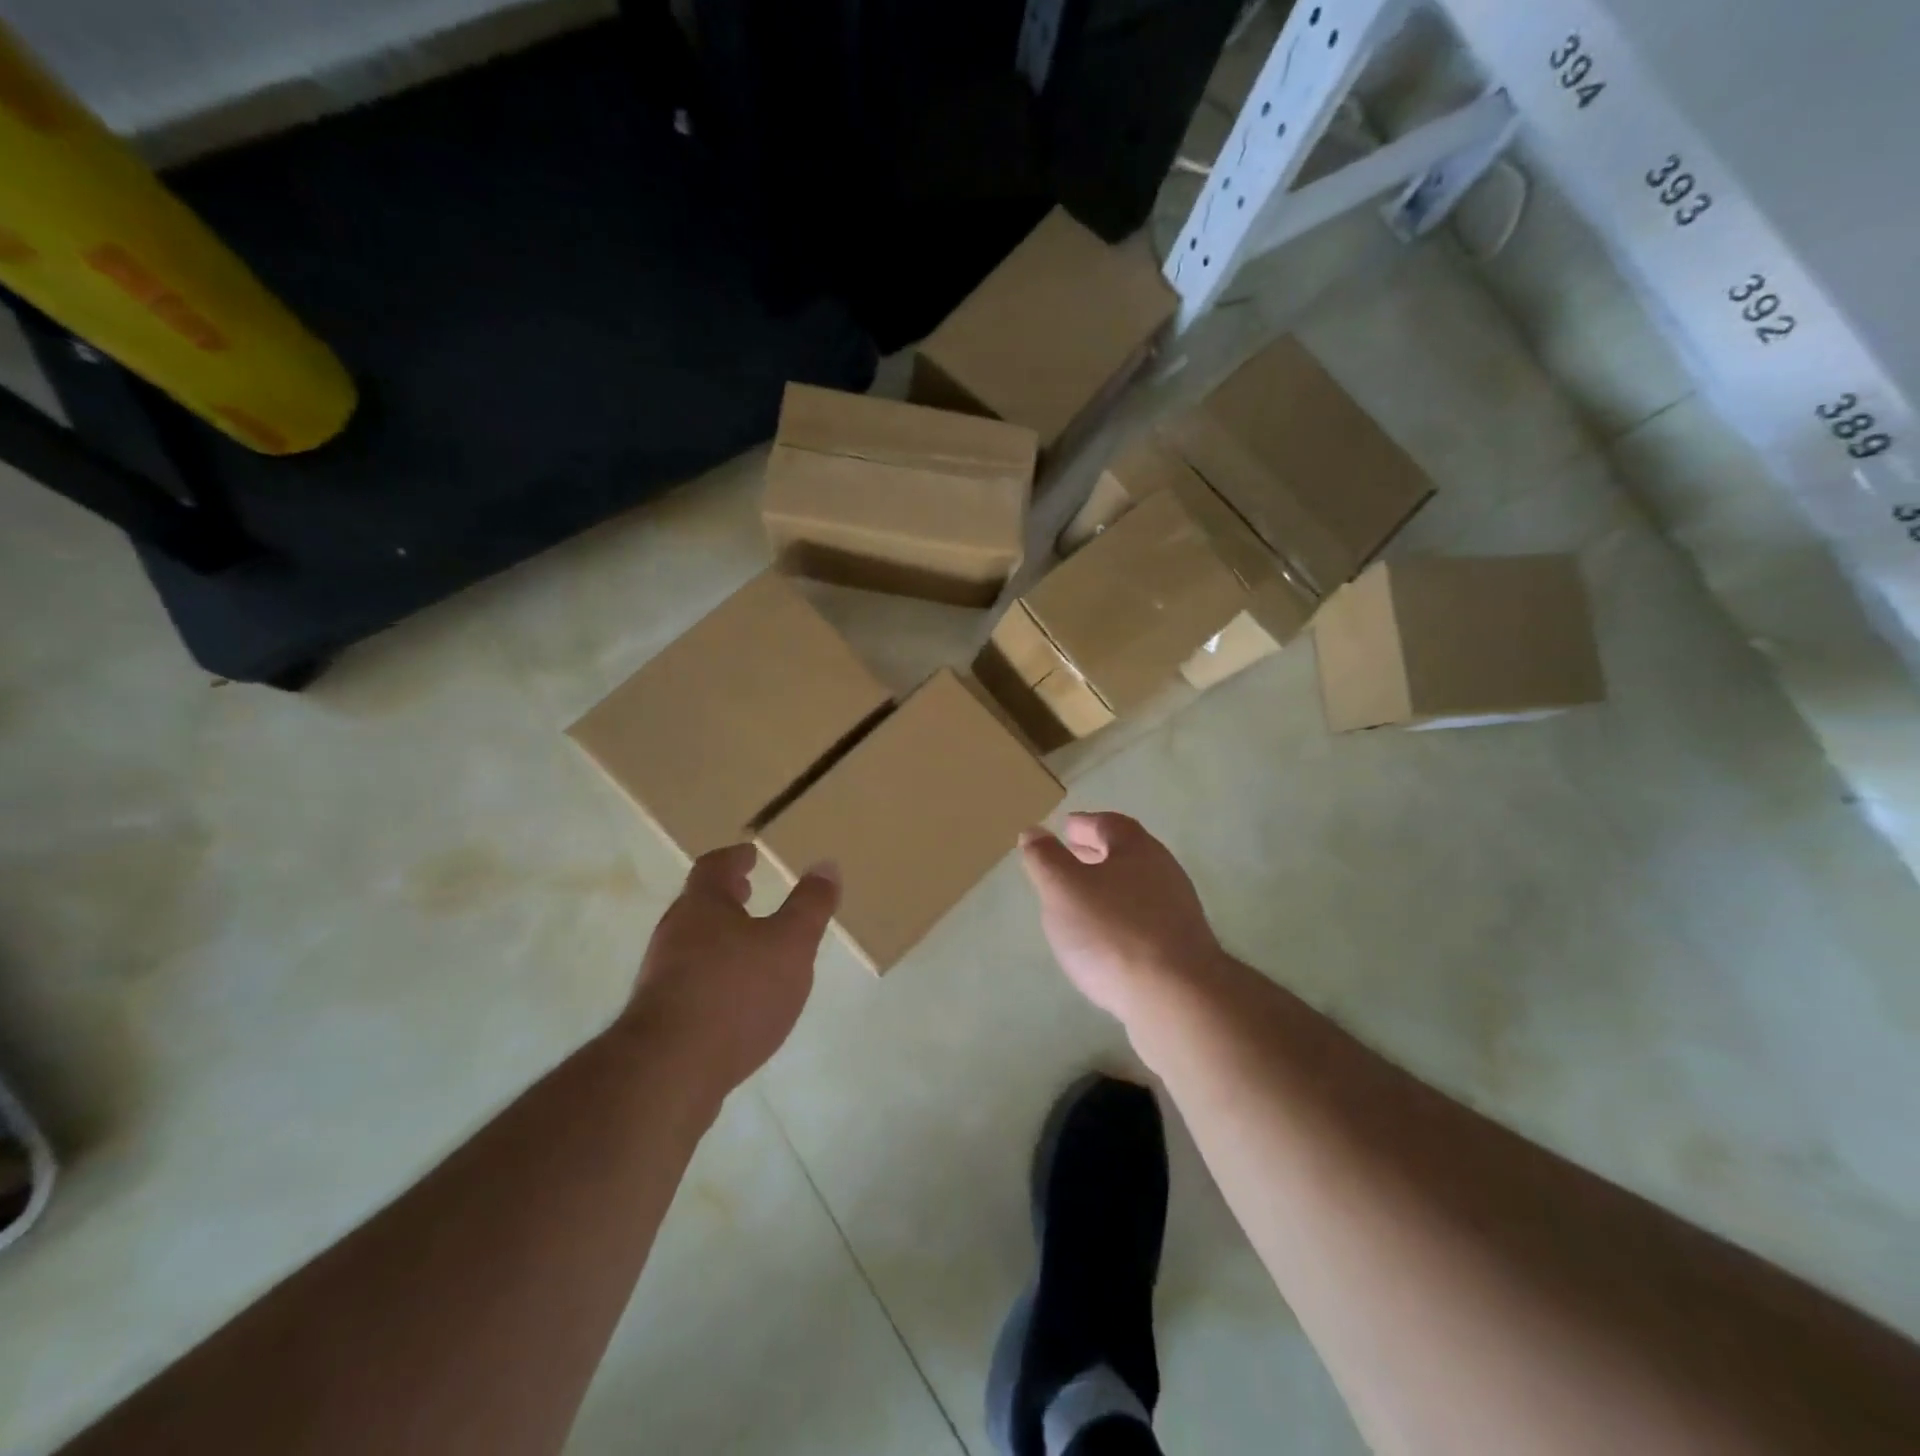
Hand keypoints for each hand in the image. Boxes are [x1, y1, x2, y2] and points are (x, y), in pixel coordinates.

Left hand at [617, 844, 838, 1100]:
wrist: (669, 1071)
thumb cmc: (736, 992)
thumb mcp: (790, 944)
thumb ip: (810, 906)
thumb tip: (826, 865)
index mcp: (702, 907)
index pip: (713, 868)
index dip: (733, 859)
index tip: (749, 854)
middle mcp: (674, 935)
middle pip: (698, 906)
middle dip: (725, 899)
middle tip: (747, 892)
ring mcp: (661, 978)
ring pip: (692, 945)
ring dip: (719, 938)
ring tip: (749, 948)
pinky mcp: (659, 1019)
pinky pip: (690, 983)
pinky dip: (714, 976)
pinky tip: (735, 999)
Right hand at [1020, 812, 1225, 1026]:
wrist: (1177, 997)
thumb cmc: (1112, 931)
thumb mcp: (1063, 889)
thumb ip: (1046, 859)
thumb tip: (1034, 831)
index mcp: (1137, 849)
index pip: (1109, 824)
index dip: (1085, 824)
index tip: (1066, 827)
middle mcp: (1164, 871)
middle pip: (1127, 853)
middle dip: (1097, 852)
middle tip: (1072, 856)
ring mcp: (1178, 910)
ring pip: (1137, 886)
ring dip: (1110, 886)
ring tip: (1083, 899)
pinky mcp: (1182, 947)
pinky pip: (1145, 918)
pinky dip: (1122, 915)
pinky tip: (1106, 937)